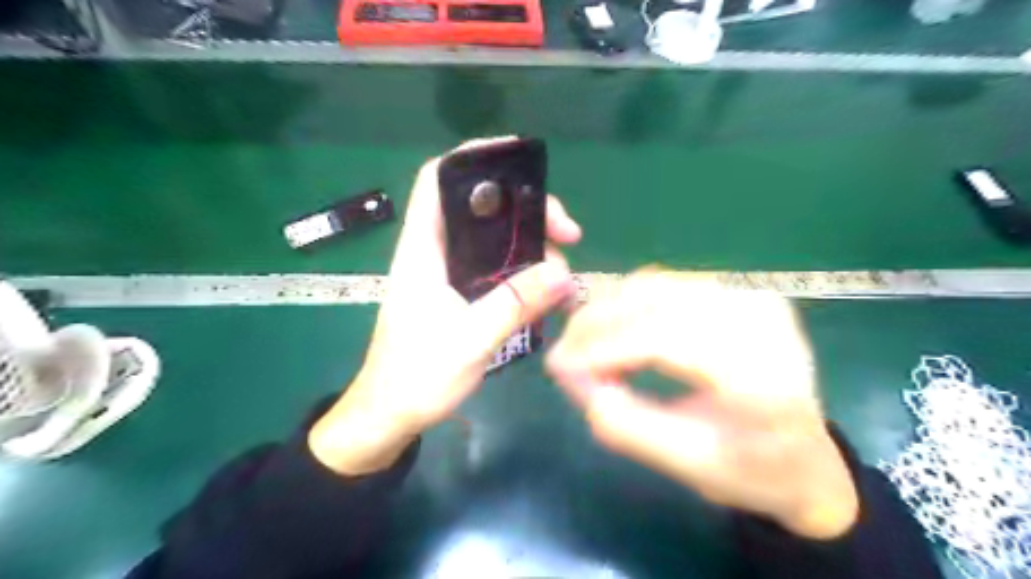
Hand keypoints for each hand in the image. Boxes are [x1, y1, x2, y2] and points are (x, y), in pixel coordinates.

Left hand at [308, 137, 578, 473]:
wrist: (389, 415)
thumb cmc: (417, 377)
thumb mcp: (470, 340)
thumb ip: (514, 303)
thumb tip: (563, 273)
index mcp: (423, 250)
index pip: (438, 180)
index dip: (475, 158)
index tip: (522, 162)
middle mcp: (435, 253)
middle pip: (481, 208)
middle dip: (527, 210)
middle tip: (567, 232)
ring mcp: (448, 274)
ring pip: (494, 239)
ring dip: (532, 244)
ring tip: (565, 266)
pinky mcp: (459, 294)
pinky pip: (497, 268)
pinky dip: (524, 270)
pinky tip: (547, 287)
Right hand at [546, 269, 862, 540]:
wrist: (805, 457)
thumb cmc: (749, 470)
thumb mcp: (683, 463)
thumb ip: (621, 422)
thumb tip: (566, 373)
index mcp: (764, 375)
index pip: (668, 341)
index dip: (605, 349)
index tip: (558, 365)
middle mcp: (763, 320)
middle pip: (659, 301)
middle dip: (599, 323)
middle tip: (563, 352)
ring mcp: (754, 297)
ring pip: (658, 284)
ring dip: (611, 308)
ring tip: (582, 340)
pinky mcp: (741, 290)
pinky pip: (669, 284)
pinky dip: (631, 301)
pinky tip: (613, 326)